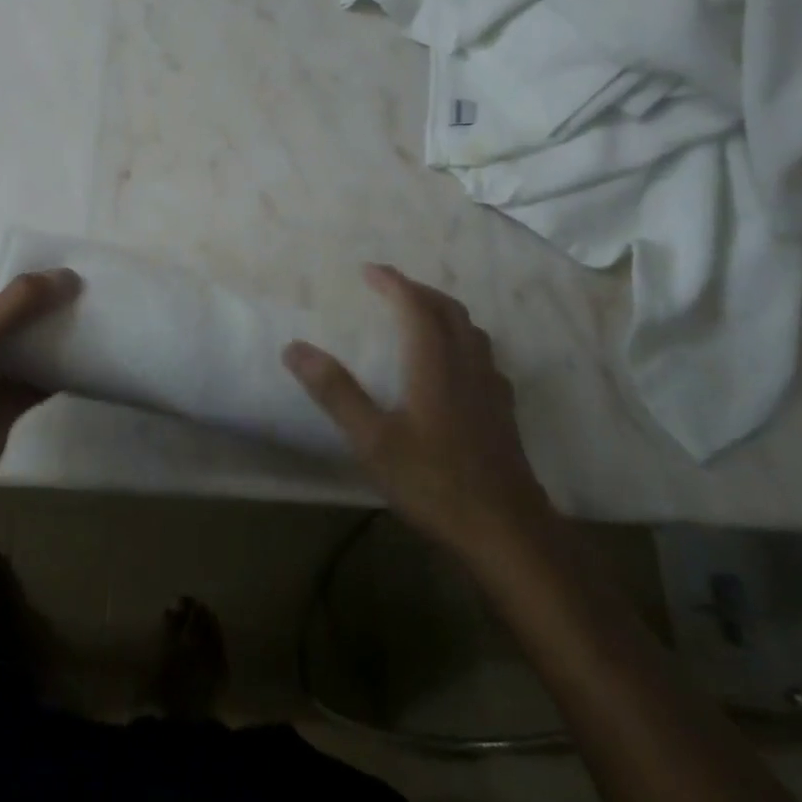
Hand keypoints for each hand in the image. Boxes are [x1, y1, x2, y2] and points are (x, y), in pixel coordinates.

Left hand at [0, 246, 81, 518]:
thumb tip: (66, 275)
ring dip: (55, 328)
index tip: (40, 252)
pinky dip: (62, 368)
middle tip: (78, 281)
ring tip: (91, 312)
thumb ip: (18, 302)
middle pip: (5, 302)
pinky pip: (39, 377)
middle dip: (38, 291)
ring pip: (26, 340)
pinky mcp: (5, 403)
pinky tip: (89, 358)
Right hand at [282, 263, 550, 553]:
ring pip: (470, 331)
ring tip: (419, 315)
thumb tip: (294, 348)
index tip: (369, 270)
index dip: (393, 282)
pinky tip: (454, 364)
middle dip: (418, 291)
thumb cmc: (434, 482)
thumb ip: (335, 392)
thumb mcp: (372, 440)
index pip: (415, 306)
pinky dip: (462, 340)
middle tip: (390, 287)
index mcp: (435, 364)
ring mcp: (491, 388)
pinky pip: (483, 356)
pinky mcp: (503, 412)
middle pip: (448, 311)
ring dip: (442, 311)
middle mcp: (467, 365)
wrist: (507, 531)